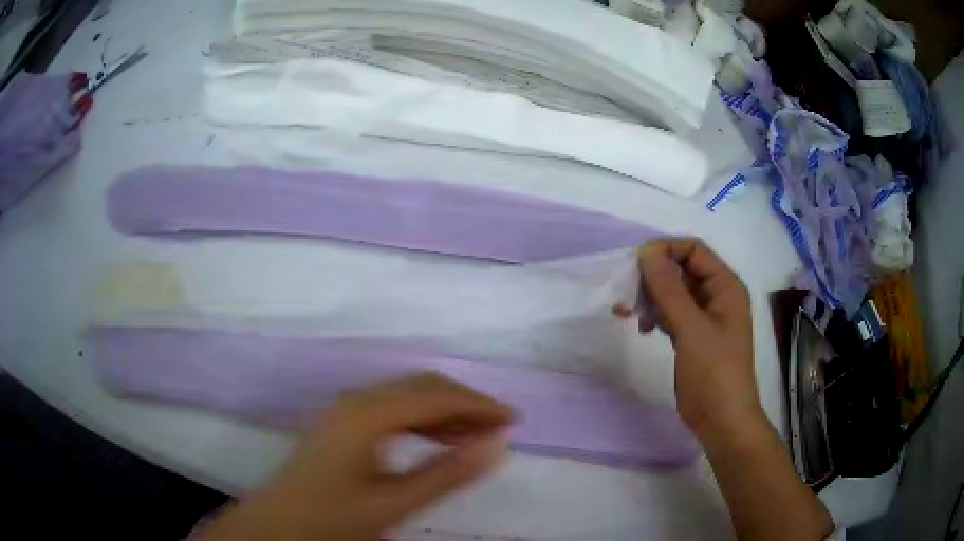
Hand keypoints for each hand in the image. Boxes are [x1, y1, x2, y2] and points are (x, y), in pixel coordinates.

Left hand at [193, 374, 514, 540]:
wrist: (280, 526)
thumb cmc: (334, 519)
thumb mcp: (396, 503)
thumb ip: (448, 474)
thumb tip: (497, 445)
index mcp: (367, 414)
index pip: (435, 395)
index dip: (479, 405)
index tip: (514, 421)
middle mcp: (356, 400)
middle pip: (422, 387)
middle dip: (465, 403)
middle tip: (499, 428)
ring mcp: (346, 409)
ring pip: (407, 396)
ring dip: (445, 411)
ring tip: (476, 435)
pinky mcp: (343, 423)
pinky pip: (392, 409)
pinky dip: (422, 419)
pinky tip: (438, 439)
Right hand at [616, 238, 764, 444]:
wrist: (721, 420)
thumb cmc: (714, 372)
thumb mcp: (691, 328)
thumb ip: (669, 289)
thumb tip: (646, 252)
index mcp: (725, 286)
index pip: (693, 250)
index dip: (665, 250)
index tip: (635, 264)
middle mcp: (716, 296)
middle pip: (681, 269)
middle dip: (654, 277)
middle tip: (628, 293)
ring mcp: (705, 318)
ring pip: (674, 293)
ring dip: (651, 297)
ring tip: (630, 313)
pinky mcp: (693, 337)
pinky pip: (672, 314)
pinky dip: (656, 315)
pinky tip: (645, 328)